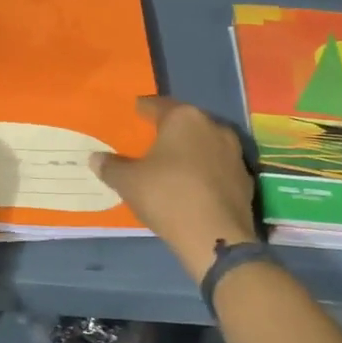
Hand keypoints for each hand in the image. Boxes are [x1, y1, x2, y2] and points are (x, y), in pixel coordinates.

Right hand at [91, 96, 258, 280]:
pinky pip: (218, 168)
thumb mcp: (128, 182)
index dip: (143, 109)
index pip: (157, 105)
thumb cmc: (167, 197)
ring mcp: (234, 153)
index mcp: (184, 118)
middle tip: (151, 140)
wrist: (215, 237)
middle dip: (169, 130)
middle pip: (185, 122)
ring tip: (173, 164)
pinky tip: (194, 186)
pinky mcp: (246, 178)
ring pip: (205, 144)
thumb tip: (95, 158)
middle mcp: (213, 126)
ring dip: (190, 151)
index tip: (134, 111)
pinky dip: (205, 172)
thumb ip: (110, 167)